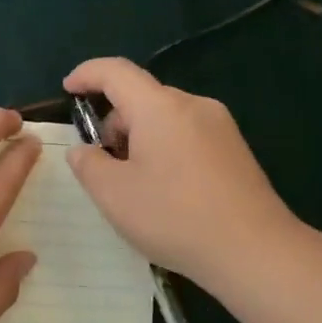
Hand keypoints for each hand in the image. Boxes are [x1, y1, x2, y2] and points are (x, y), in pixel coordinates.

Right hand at [62, 57, 297, 289]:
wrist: (254, 250)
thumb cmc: (174, 217)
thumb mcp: (113, 194)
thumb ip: (88, 164)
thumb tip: (84, 150)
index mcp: (160, 107)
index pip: (116, 72)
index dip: (87, 74)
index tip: (67, 89)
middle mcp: (193, 105)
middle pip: (142, 97)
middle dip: (114, 122)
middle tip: (102, 165)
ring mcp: (220, 127)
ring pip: (166, 118)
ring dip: (140, 139)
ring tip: (134, 184)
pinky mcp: (235, 150)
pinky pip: (188, 135)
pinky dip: (165, 150)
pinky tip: (166, 191)